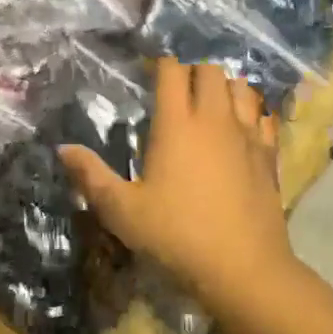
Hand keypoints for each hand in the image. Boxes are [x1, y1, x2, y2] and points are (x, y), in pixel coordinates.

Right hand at [60, 59, 295, 325]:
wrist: (243, 267)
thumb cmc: (176, 236)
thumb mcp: (122, 211)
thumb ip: (91, 176)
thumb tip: (62, 149)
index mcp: (176, 125)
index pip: (172, 72)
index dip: (160, 65)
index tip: (150, 73)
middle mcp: (214, 119)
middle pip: (210, 71)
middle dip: (193, 72)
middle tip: (178, 93)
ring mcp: (247, 135)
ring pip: (242, 88)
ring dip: (225, 88)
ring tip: (211, 105)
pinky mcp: (269, 155)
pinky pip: (264, 117)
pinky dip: (253, 113)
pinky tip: (244, 128)